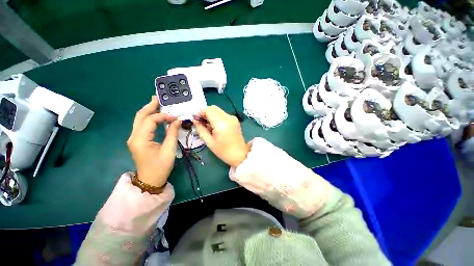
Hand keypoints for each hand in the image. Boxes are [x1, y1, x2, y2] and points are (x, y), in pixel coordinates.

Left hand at [127, 96, 180, 186]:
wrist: (150, 180)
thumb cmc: (160, 167)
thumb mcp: (169, 150)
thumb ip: (172, 133)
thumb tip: (177, 121)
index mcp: (140, 139)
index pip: (151, 120)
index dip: (164, 116)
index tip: (176, 118)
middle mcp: (134, 136)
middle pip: (140, 116)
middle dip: (150, 106)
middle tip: (158, 98)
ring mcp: (134, 138)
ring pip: (140, 120)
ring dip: (149, 111)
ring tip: (157, 103)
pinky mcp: (138, 140)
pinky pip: (142, 125)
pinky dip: (149, 118)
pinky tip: (156, 116)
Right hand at [193, 106, 248, 167]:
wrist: (240, 154)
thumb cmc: (223, 151)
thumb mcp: (209, 142)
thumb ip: (200, 129)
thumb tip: (194, 120)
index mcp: (221, 123)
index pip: (208, 110)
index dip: (200, 113)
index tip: (196, 120)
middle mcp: (228, 117)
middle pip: (213, 108)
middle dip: (205, 113)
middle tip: (202, 123)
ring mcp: (233, 118)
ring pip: (218, 111)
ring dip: (211, 115)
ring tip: (209, 127)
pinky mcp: (235, 120)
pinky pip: (223, 114)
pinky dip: (217, 118)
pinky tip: (216, 127)